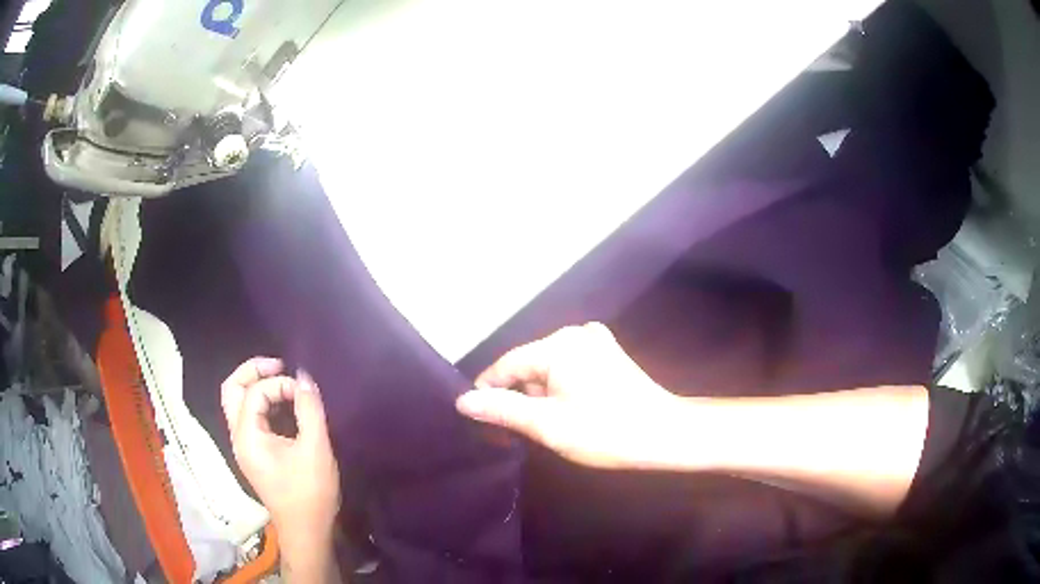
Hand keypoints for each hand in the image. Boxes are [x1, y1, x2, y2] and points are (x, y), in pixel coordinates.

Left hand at [221, 358, 340, 548]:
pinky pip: (248, 417)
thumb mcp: (315, 449)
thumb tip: (304, 376)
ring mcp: (243, 446)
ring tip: (282, 381)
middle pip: (231, 389)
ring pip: (236, 402)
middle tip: (279, 366)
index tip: (304, 394)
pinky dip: (261, 403)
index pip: (254, 393)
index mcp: (247, 436)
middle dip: (253, 371)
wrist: (307, 531)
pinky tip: (283, 406)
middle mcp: (238, 437)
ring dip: (255, 386)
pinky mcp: (253, 453)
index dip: (280, 384)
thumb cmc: (310, 493)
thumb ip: (309, 409)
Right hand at [456, 323, 678, 468]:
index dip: (488, 391)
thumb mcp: (548, 424)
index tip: (479, 418)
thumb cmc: (605, 431)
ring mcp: (594, 341)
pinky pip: (569, 367)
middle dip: (519, 396)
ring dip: (540, 395)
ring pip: (548, 368)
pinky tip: (566, 409)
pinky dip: (560, 387)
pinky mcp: (607, 354)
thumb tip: (464, 401)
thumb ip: (503, 410)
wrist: (664, 434)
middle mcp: (574, 334)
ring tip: (544, 426)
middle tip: (516, 431)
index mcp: (558, 345)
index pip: (507, 365)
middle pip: (529, 365)